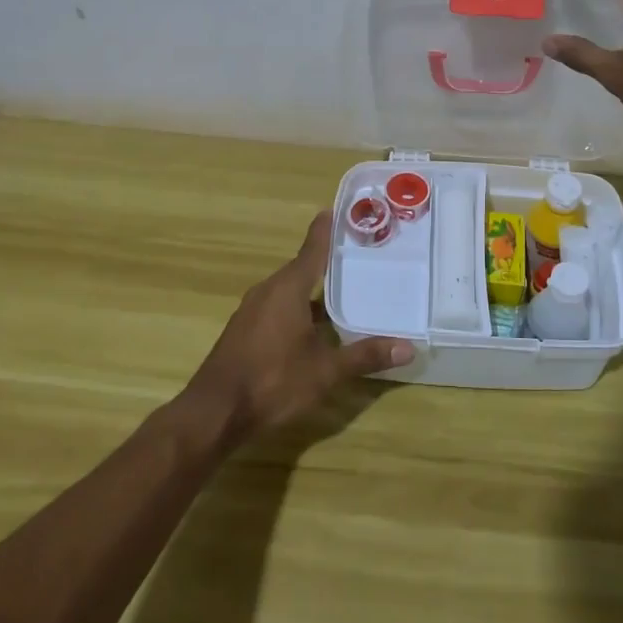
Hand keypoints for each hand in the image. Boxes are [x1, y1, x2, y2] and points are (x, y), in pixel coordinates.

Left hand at [176, 212, 412, 448]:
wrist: (214, 412)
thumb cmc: (273, 381)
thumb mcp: (325, 371)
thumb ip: (365, 356)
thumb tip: (408, 347)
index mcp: (288, 289)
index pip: (312, 250)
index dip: (325, 231)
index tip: (334, 210)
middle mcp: (268, 291)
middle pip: (300, 269)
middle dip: (325, 262)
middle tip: (354, 255)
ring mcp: (252, 311)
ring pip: (287, 290)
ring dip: (311, 289)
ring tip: (340, 290)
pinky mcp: (244, 331)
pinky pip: (276, 307)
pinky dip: (296, 307)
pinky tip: (312, 326)